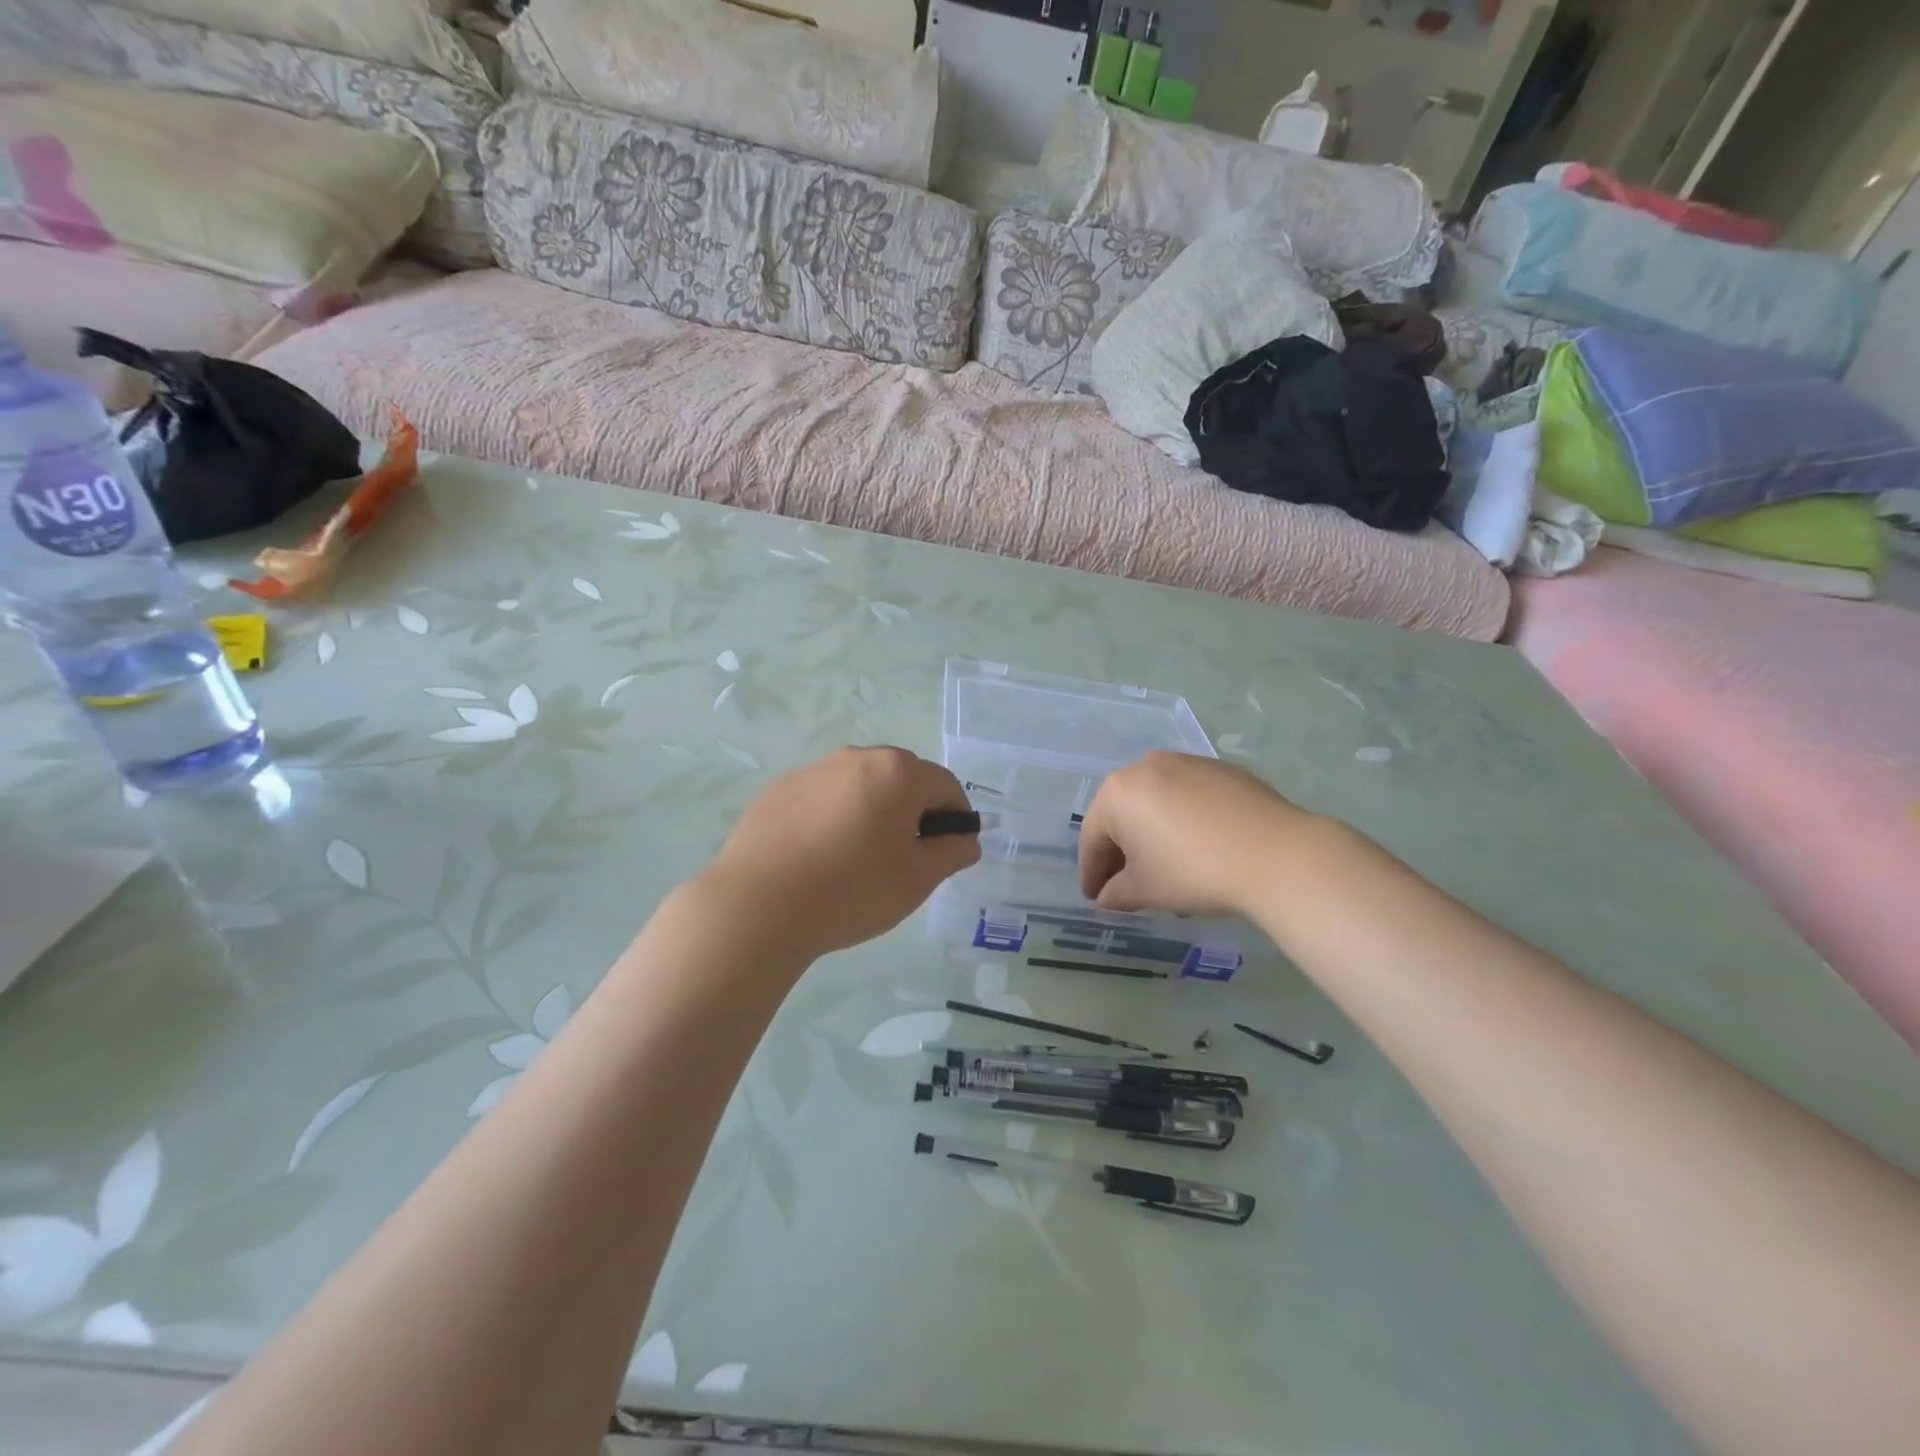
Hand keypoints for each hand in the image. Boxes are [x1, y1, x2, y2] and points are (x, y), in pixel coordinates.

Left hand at [696, 747, 980, 959]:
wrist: (759, 906)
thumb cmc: (852, 891)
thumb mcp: (917, 880)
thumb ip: (951, 853)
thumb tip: (965, 841)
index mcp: (897, 773)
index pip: (945, 785)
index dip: (956, 817)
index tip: (949, 850)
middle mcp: (856, 758)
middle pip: (901, 777)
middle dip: (913, 809)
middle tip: (903, 856)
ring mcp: (812, 770)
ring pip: (858, 784)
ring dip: (871, 809)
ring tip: (856, 857)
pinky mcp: (778, 789)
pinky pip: (821, 796)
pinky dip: (832, 816)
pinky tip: (817, 856)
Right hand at [1079, 752, 1311, 917]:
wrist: (1275, 854)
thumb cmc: (1193, 871)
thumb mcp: (1145, 890)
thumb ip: (1116, 894)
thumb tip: (1107, 898)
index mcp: (1117, 792)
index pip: (1093, 838)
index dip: (1092, 873)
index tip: (1095, 898)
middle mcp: (1146, 766)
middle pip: (1124, 816)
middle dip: (1124, 853)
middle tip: (1128, 887)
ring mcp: (1187, 763)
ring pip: (1158, 804)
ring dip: (1155, 836)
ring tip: (1170, 873)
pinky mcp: (1222, 769)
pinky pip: (1189, 797)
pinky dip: (1185, 822)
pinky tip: (1202, 849)